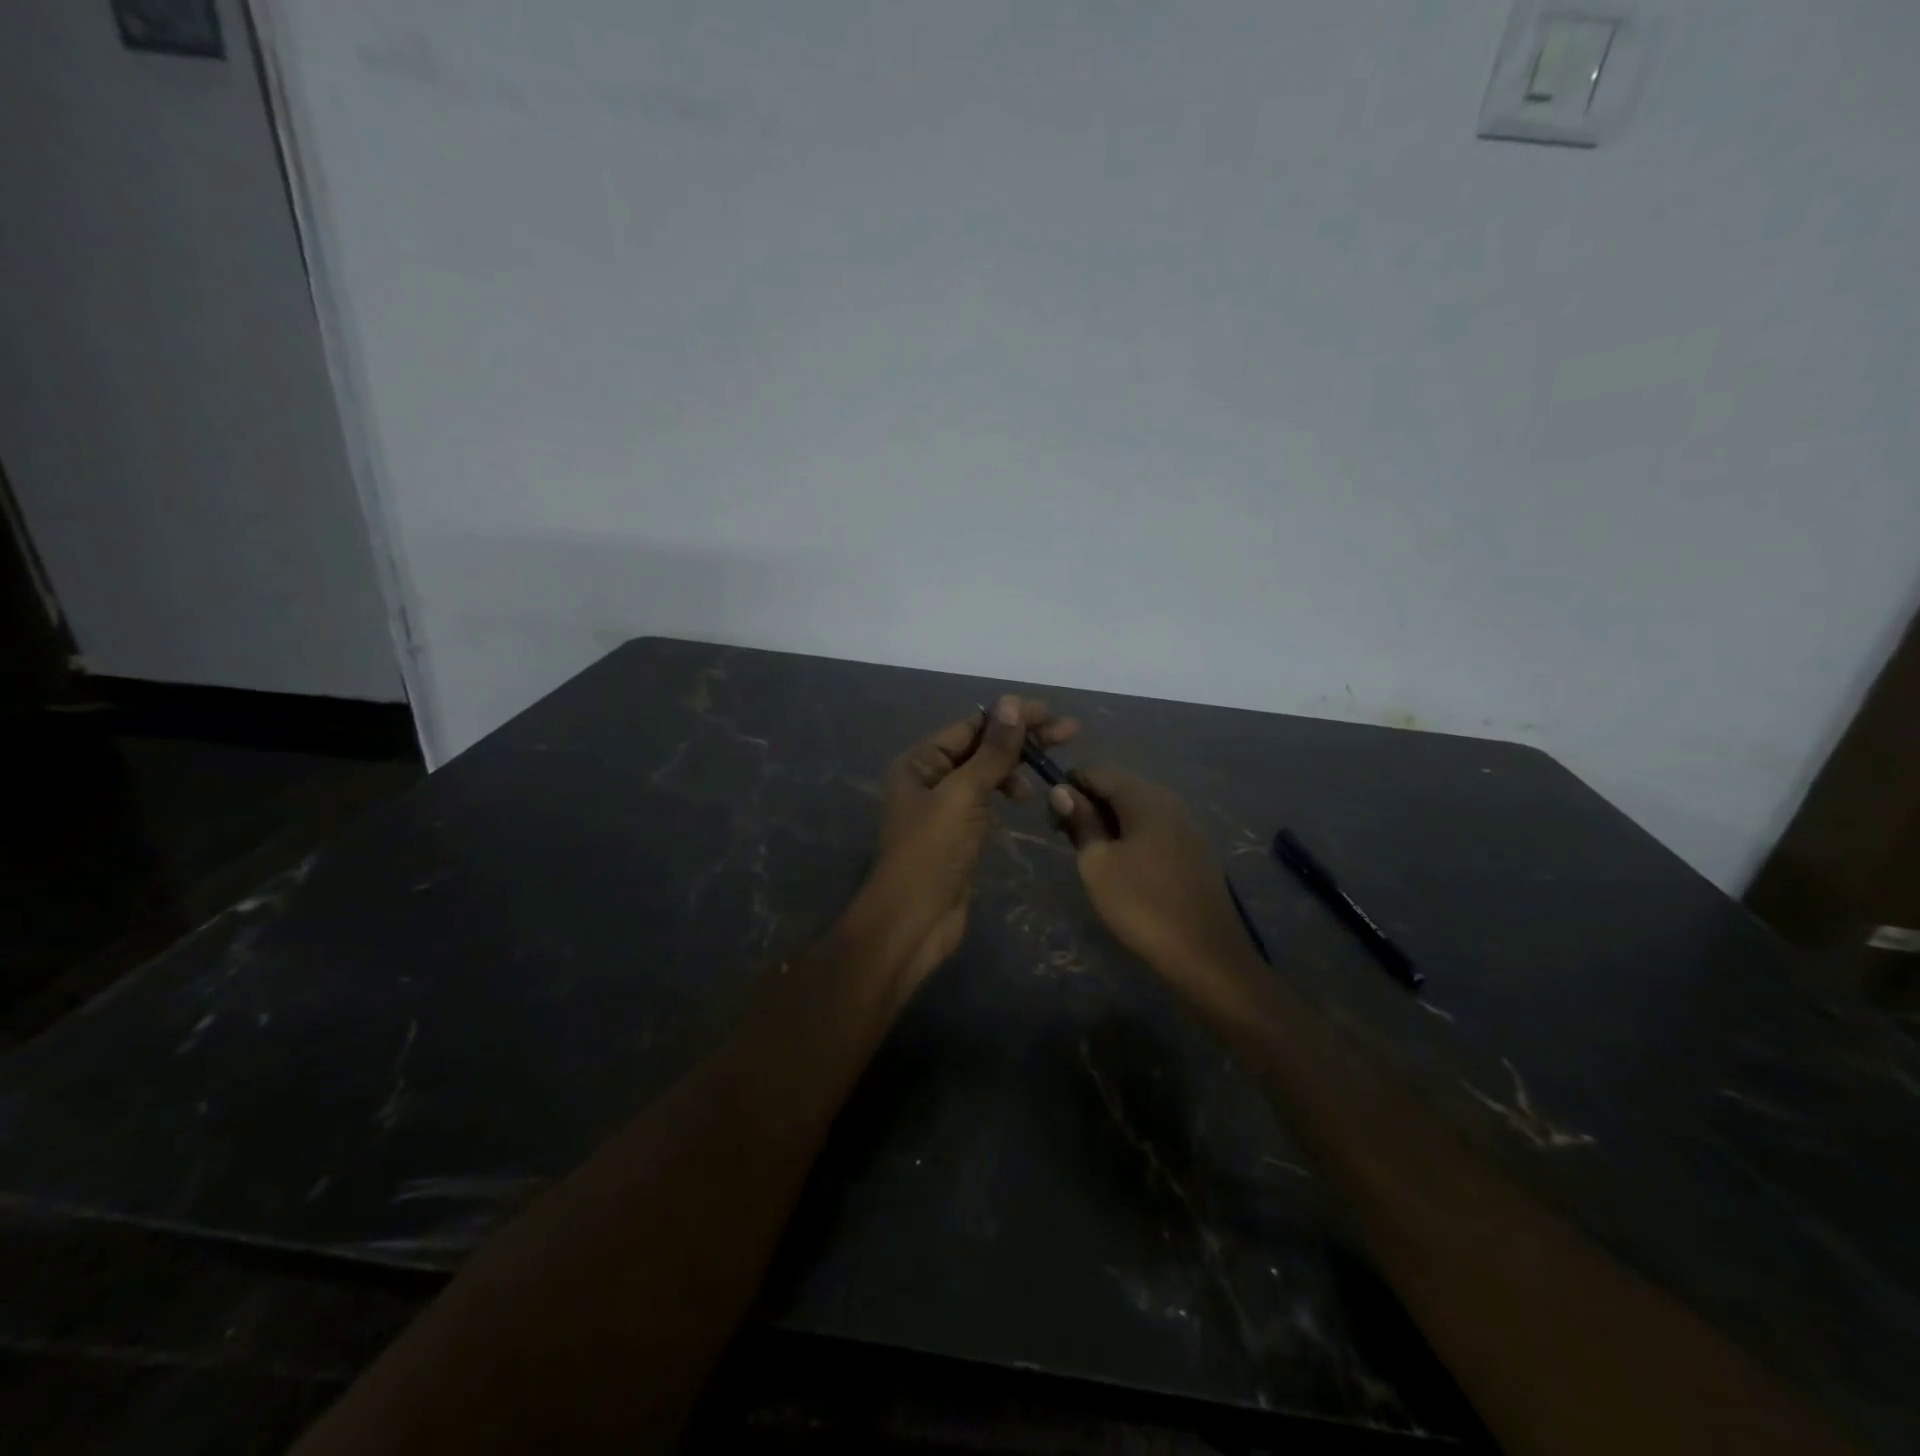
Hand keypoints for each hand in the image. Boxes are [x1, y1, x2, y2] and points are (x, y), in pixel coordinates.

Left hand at [868, 694, 1079, 985]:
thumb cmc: (932, 852)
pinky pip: (986, 800)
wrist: (914, 920)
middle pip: (981, 748)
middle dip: (1022, 739)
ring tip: (1045, 774)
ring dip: (1015, 767)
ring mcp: (944, 807)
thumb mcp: (963, 795)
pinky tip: (1025, 796)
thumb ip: (991, 752)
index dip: (1012, 717)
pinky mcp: (959, 833)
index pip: (972, 727)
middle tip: (1070, 733)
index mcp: (919, 762)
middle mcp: (929, 778)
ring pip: (986, 774)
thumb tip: (1011, 702)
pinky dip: (1006, 792)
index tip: (1052, 714)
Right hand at [1049, 766, 1254, 985]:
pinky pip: (1154, 827)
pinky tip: (1125, 866)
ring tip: (1094, 857)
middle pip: (1119, 786)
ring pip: (1136, 808)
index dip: (1069, 787)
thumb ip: (1080, 821)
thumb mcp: (1097, 864)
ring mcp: (1186, 823)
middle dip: (1089, 805)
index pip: (1097, 771)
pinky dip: (1132, 836)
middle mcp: (1169, 800)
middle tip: (1069, 841)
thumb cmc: (1142, 905)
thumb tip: (1062, 790)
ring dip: (1110, 822)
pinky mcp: (1194, 847)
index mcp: (1145, 797)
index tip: (1053, 820)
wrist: (1206, 954)